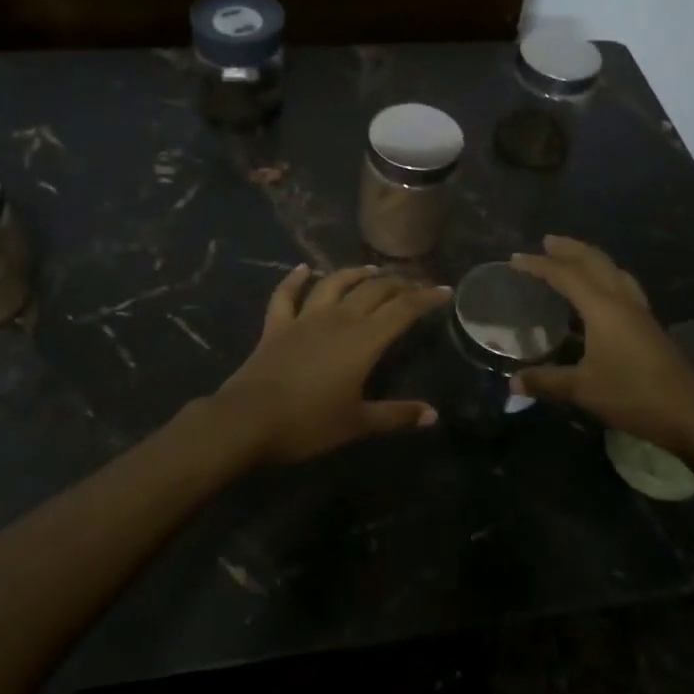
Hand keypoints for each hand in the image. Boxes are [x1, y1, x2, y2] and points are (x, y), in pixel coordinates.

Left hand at [211, 264, 451, 463]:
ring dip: (354, 273)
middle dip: (397, 283)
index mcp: (363, 340)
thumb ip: (396, 415)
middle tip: (414, 282)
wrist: (249, 419)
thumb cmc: (309, 424)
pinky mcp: (276, 325)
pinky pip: (286, 294)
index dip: (425, 298)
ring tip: (370, 270)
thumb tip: (433, 414)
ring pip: (334, 284)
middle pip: (373, 290)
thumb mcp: (358, 423)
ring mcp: (304, 318)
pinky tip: (303, 269)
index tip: (444, 290)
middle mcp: (338, 319)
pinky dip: (295, 279)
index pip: (402, 310)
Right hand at [508, 236, 693, 453]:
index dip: (539, 265)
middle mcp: (621, 299)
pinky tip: (601, 293)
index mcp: (602, 307)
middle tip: (546, 242)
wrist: (691, 412)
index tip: (515, 259)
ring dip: (590, 259)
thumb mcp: (583, 389)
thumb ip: (547, 381)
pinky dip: (605, 277)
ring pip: (612, 270)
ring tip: (572, 258)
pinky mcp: (649, 324)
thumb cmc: (633, 394)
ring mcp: (639, 311)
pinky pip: (622, 285)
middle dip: (569, 248)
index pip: (565, 275)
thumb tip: (513, 383)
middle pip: (594, 261)